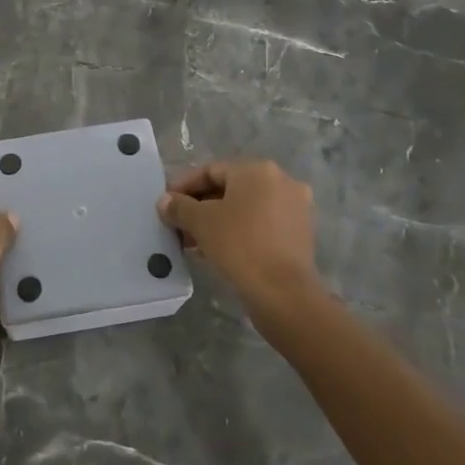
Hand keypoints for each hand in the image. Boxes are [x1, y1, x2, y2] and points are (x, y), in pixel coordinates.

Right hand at [159, 159, 318, 316]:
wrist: (284, 294)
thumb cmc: (240, 246)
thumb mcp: (201, 222)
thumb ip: (179, 207)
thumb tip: (165, 201)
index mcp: (258, 170)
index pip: (211, 170)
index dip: (184, 186)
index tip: (166, 203)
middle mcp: (281, 181)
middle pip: (229, 188)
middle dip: (200, 206)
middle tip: (177, 224)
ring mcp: (295, 208)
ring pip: (245, 208)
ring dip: (217, 220)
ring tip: (192, 241)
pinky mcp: (299, 233)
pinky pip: (260, 224)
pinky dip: (238, 231)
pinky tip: (215, 249)